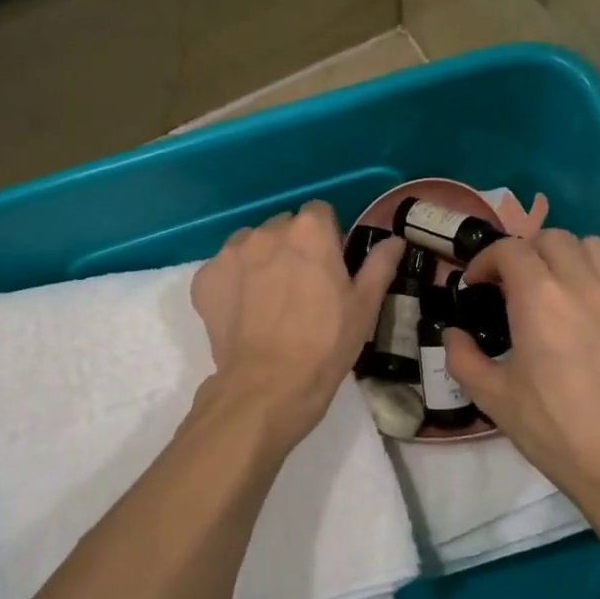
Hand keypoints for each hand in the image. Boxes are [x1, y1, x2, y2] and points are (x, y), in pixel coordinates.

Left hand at [191, 202, 401, 443]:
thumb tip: (395, 240)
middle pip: (283, 227)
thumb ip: (379, 264)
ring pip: (250, 244)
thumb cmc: (326, 343)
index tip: (330, 265)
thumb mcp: (364, 305)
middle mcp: (266, 231)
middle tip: (302, 287)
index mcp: (309, 231)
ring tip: (270, 300)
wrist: (268, 386)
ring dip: (261, 260)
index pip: (319, 212)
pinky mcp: (204, 279)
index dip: (327, 236)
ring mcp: (230, 254)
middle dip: (292, 247)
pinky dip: (233, 284)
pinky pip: (223, 269)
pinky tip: (244, 313)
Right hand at [445, 231, 599, 535]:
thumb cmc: (555, 431)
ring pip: (593, 247)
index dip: (485, 260)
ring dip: (565, 256)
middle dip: (524, 252)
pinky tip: (585, 320)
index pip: (510, 249)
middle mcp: (584, 286)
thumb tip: (452, 335)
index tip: (474, 286)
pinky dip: (594, 281)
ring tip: (551, 289)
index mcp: (541, 298)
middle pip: (553, 237)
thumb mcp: (494, 398)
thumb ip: (463, 358)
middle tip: (510, 285)